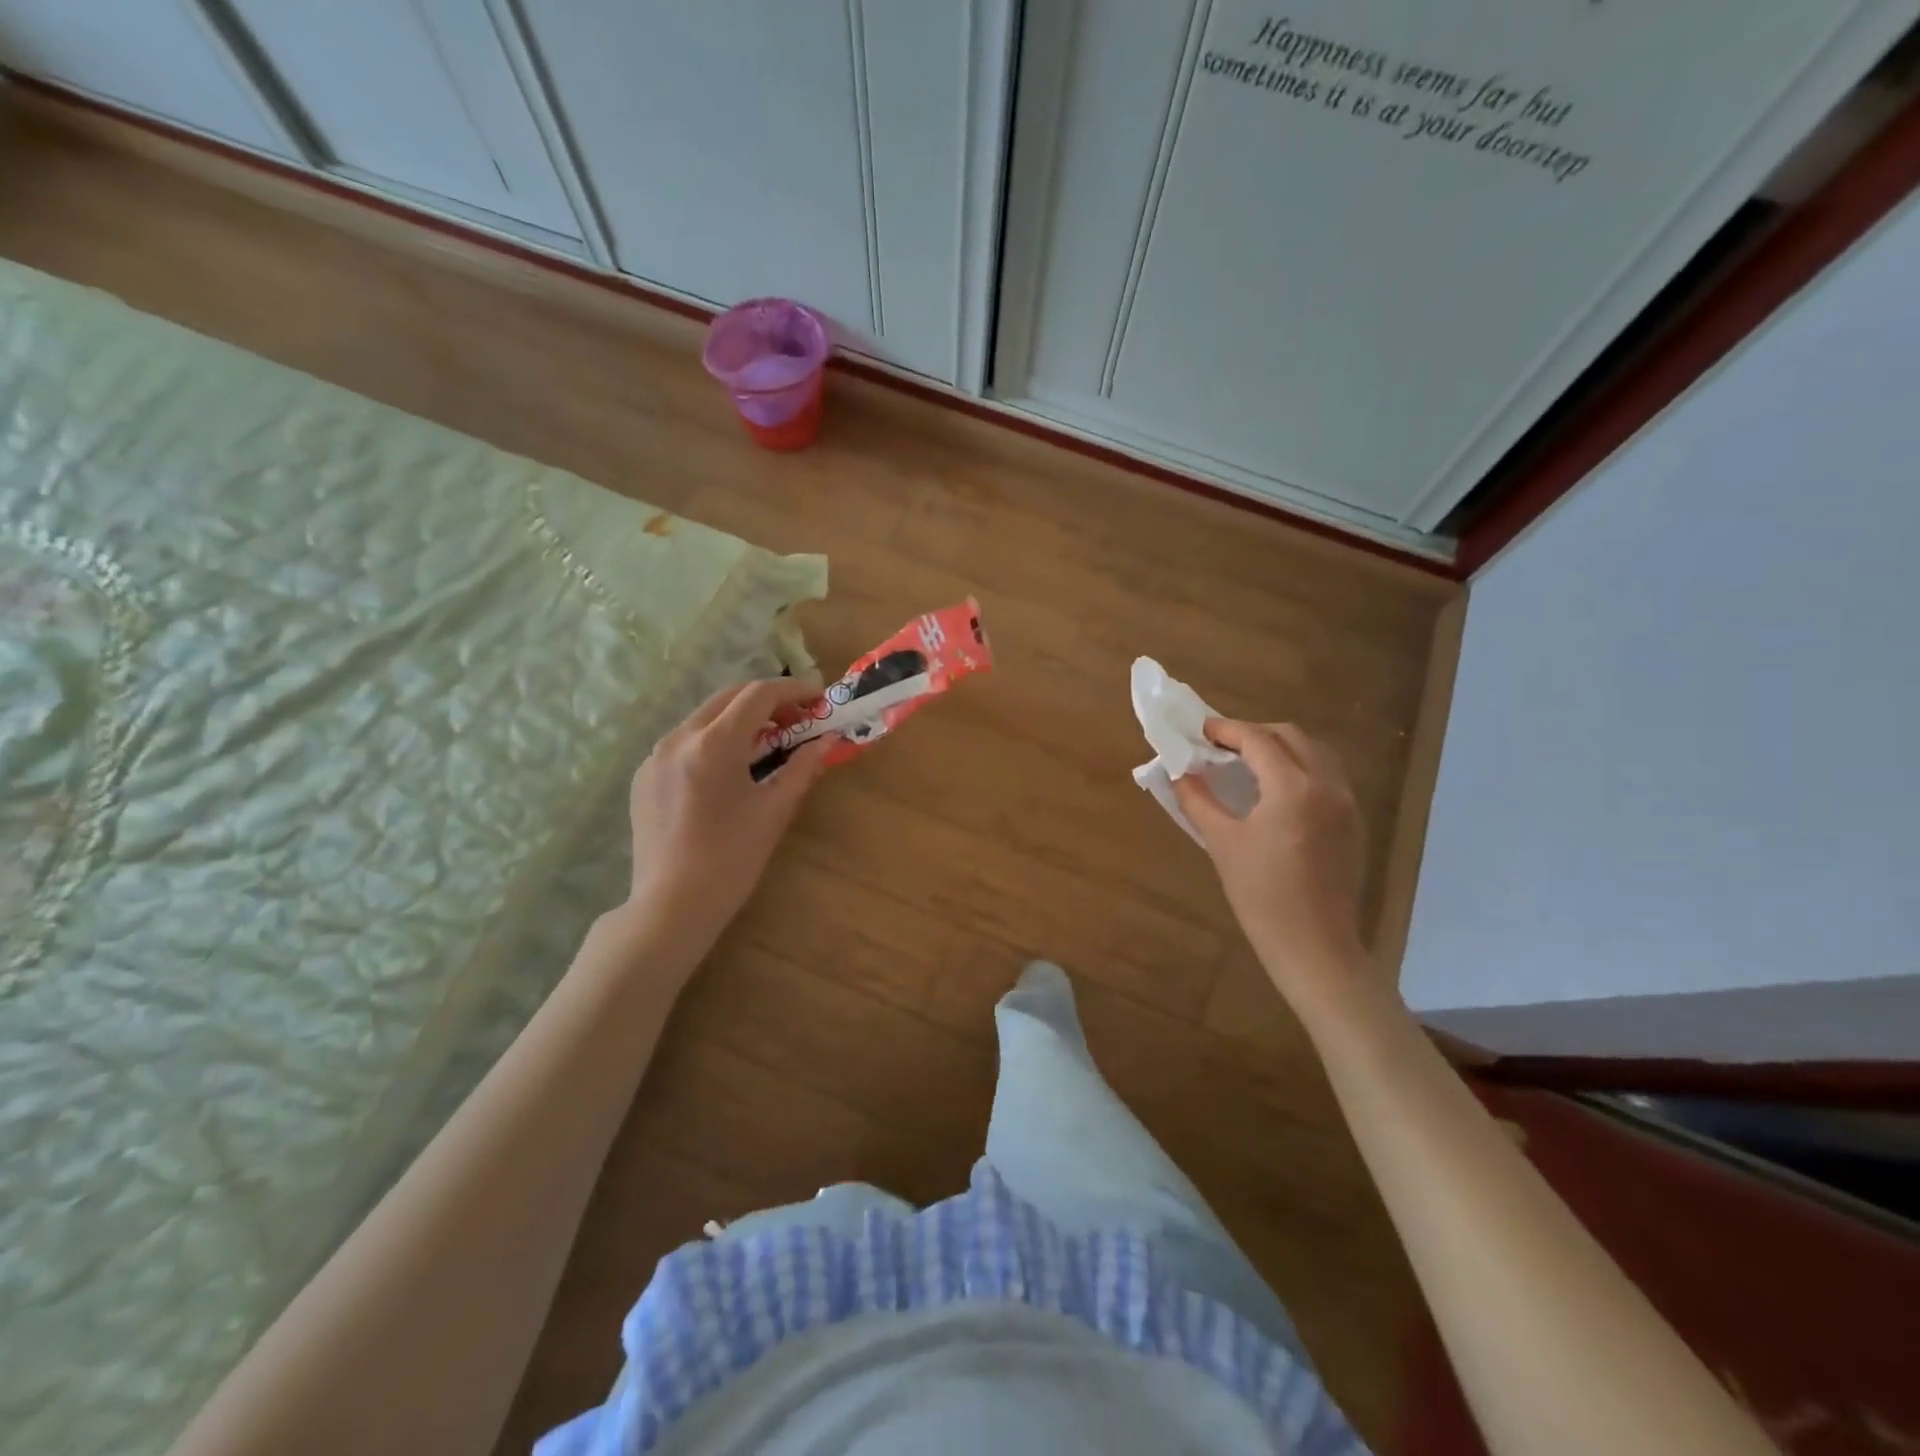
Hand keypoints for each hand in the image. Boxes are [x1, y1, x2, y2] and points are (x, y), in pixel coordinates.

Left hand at [620, 678, 830, 962]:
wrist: (671, 906)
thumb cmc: (731, 859)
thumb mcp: (774, 811)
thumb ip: (802, 768)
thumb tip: (826, 741)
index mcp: (713, 744)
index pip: (759, 694)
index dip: (794, 691)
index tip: (818, 700)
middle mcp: (679, 738)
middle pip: (729, 697)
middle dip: (768, 701)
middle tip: (798, 720)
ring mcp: (655, 755)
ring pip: (705, 717)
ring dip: (740, 719)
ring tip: (768, 743)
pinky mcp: (644, 775)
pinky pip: (685, 741)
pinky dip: (714, 740)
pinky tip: (731, 769)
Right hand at [1172, 720, 1367, 1003]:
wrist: (1314, 946)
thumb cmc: (1261, 895)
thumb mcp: (1221, 843)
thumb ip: (1198, 800)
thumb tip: (1179, 772)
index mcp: (1293, 788)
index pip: (1258, 740)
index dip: (1226, 730)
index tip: (1201, 730)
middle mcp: (1326, 785)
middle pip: (1290, 736)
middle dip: (1254, 733)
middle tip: (1220, 745)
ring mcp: (1345, 803)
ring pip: (1314, 752)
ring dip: (1280, 747)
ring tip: (1247, 762)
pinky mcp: (1352, 822)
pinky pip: (1326, 775)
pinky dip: (1298, 766)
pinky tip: (1274, 789)